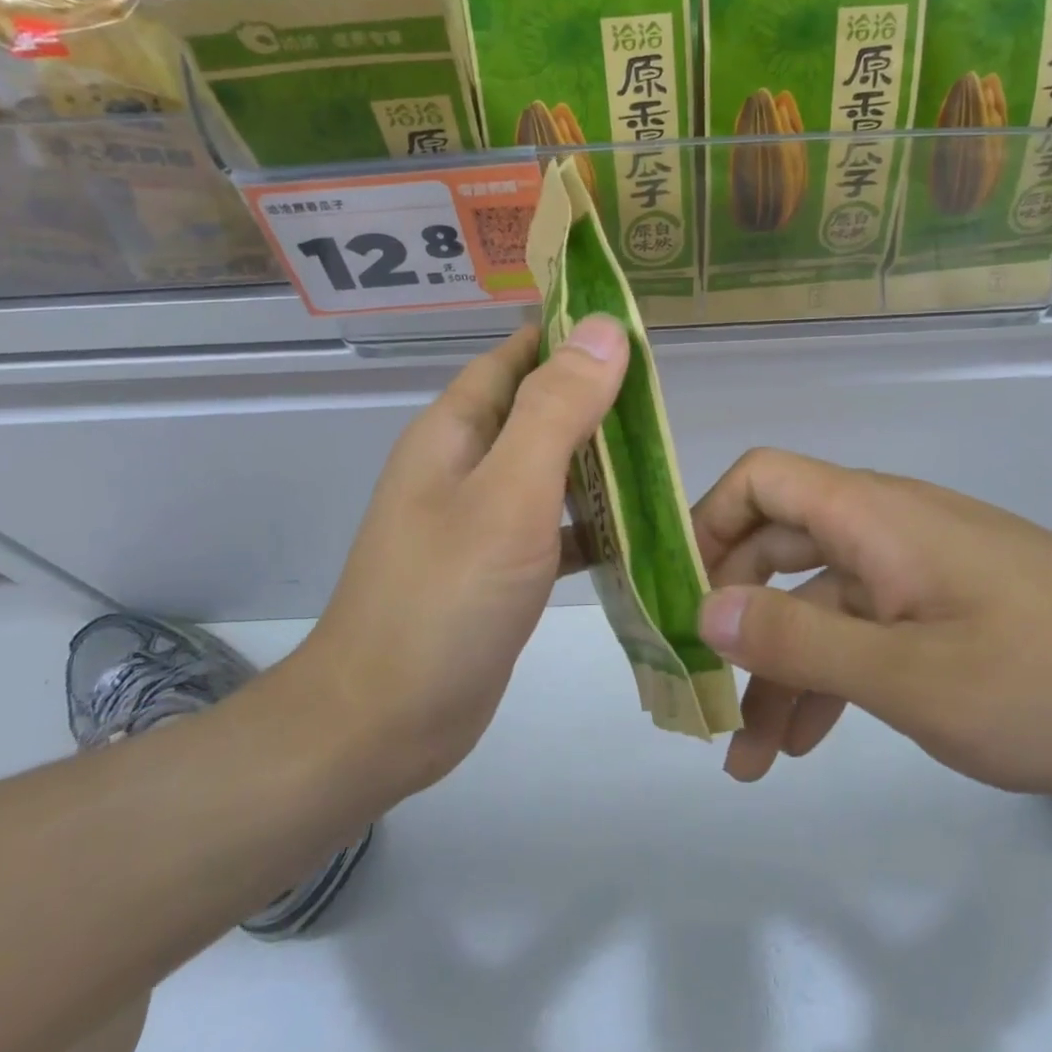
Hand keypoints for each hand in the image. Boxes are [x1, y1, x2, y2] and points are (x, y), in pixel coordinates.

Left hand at [278, 318, 628, 804]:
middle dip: (598, 399)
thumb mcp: (509, 493)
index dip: (573, 336)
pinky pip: (553, 525)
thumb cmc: (446, 598)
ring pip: (550, 468)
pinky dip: (591, 521)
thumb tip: (601, 328)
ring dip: (600, 459)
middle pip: (539, 409)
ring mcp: (479, 518)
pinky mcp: (497, 567)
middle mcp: (465, 464)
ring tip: (664, 455)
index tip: (640, 333)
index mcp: (457, 429)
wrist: (384, 722)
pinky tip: (638, 531)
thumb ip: (557, 409)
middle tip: (667, 401)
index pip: (519, 355)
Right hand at [691, 450, 1051, 796]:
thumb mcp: (916, 676)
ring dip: (776, 668)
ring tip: (744, 756)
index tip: (678, 598)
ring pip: (815, 603)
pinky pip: (860, 632)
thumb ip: (804, 641)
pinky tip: (805, 743)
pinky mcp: (938, 608)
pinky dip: (827, 679)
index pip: (760, 479)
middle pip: (775, 545)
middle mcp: (883, 528)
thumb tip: (705, 608)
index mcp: (872, 516)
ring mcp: (911, 569)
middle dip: (731, 615)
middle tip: (696, 684)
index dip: (708, 524)